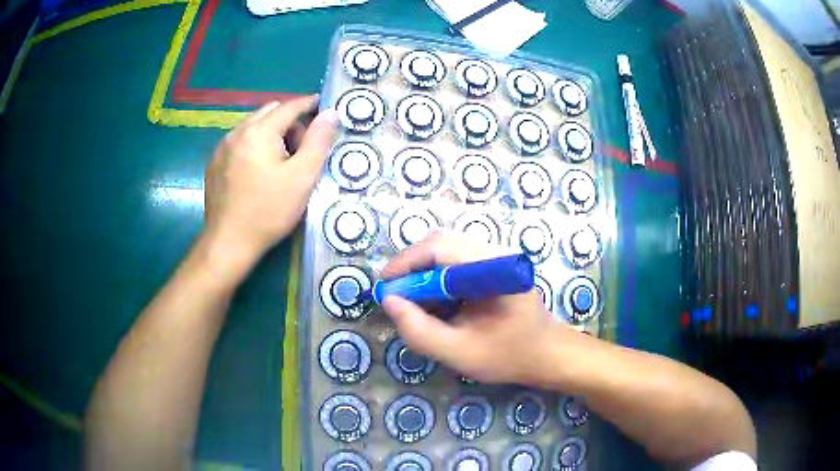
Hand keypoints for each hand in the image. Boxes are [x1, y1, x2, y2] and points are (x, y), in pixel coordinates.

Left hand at [203, 96, 336, 274]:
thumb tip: (330, 113)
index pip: (290, 106)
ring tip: (280, 162)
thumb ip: (318, 141)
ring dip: (271, 133)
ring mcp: (222, 148)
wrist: (228, 243)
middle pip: (269, 112)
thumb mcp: (302, 177)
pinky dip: (254, 146)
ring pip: (252, 127)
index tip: (323, 106)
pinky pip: (239, 142)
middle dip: (289, 121)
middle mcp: (237, 132)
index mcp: (259, 131)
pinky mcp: (214, 164)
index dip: (309, 104)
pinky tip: (258, 172)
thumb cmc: (269, 211)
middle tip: (302, 148)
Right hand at [381, 231, 568, 383]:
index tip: (384, 288)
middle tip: (395, 296)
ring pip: (445, 250)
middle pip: (440, 242)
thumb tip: (389, 301)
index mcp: (493, 269)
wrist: (548, 354)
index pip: (439, 248)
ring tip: (411, 302)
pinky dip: (436, 278)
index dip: (405, 263)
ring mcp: (495, 257)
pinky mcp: (492, 266)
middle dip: (411, 267)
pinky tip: (434, 303)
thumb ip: (420, 330)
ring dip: (422, 272)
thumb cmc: (509, 356)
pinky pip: (455, 262)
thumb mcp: (459, 353)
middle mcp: (494, 253)